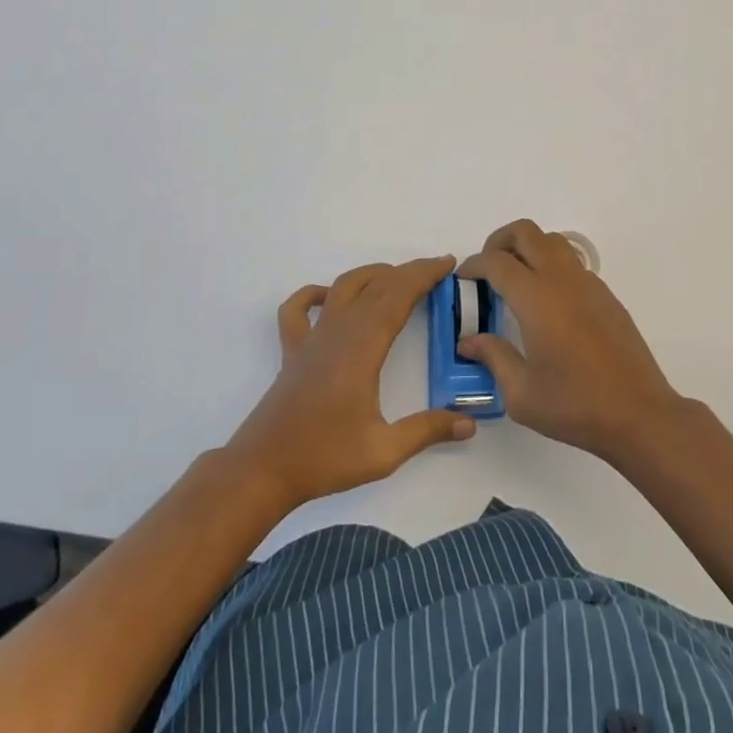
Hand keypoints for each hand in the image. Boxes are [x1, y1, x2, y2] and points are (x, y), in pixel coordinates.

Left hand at [225, 256, 475, 508]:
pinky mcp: (292, 350)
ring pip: (343, 287)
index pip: (399, 295)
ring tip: (396, 278)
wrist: (263, 469)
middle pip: (377, 285)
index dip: (424, 274)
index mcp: (363, 347)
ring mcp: (312, 338)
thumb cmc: (324, 457)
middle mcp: (338, 331)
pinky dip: (314, 293)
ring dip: (372, 275)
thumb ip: (427, 431)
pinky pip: (299, 308)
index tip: (447, 263)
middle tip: (436, 270)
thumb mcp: (384, 451)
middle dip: (409, 272)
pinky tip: (328, 297)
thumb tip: (470, 423)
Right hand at [458, 220, 683, 462]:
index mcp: (536, 299)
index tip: (462, 278)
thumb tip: (469, 340)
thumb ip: (493, 357)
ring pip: (552, 241)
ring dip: (528, 248)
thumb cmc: (575, 405)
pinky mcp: (606, 295)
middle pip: (526, 232)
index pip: (497, 262)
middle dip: (499, 241)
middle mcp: (562, 280)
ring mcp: (589, 284)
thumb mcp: (521, 393)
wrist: (639, 414)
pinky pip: (572, 263)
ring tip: (516, 280)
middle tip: (487, 269)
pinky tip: (547, 303)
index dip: (474, 265)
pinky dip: (551, 266)